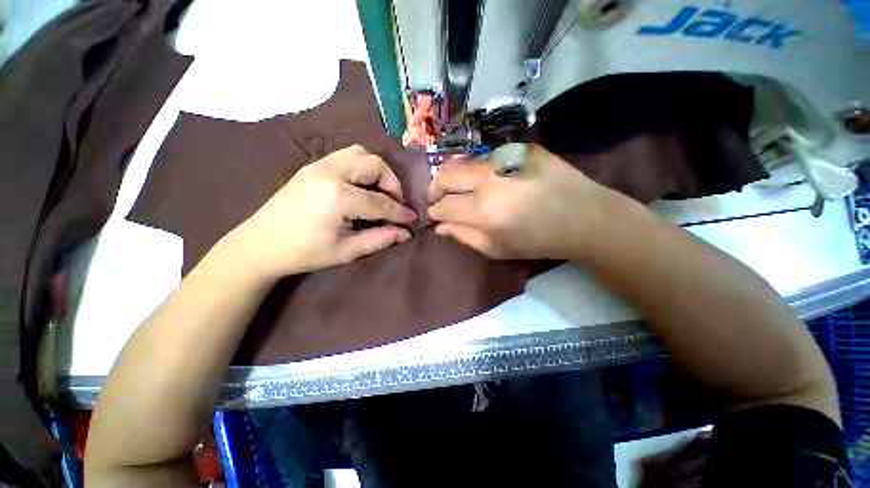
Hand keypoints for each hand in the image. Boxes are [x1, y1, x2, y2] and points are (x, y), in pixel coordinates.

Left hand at [226, 145, 416, 280]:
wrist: (259, 245)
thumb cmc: (305, 252)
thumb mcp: (347, 251)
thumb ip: (381, 238)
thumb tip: (407, 233)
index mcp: (339, 197)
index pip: (381, 201)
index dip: (400, 212)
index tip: (413, 220)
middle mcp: (331, 172)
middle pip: (375, 165)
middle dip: (392, 184)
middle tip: (395, 204)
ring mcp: (319, 164)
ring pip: (361, 154)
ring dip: (377, 172)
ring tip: (380, 193)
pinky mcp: (313, 165)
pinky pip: (347, 156)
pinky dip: (362, 167)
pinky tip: (361, 187)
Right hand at [428, 144, 612, 260]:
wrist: (582, 217)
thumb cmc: (537, 241)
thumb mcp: (496, 249)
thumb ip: (463, 236)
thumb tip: (439, 226)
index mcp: (484, 212)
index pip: (443, 206)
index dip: (434, 211)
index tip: (434, 214)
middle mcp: (489, 180)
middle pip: (445, 175)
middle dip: (435, 188)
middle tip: (438, 198)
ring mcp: (505, 159)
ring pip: (463, 162)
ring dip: (455, 177)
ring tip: (460, 188)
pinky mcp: (520, 148)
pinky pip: (488, 157)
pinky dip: (479, 170)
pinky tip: (488, 179)